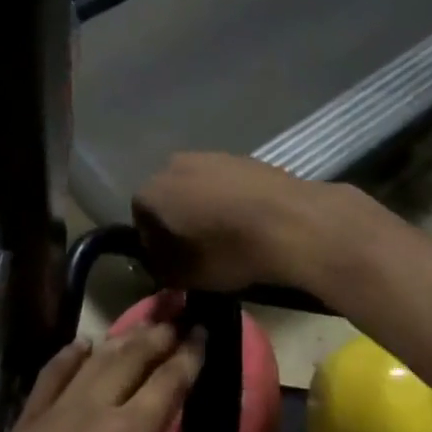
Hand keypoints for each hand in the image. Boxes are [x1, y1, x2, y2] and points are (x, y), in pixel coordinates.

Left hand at [0, 324, 206, 431]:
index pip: (169, 382)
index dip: (190, 355)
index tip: (205, 334)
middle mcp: (95, 410)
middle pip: (132, 357)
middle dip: (158, 336)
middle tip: (177, 323)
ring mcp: (56, 411)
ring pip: (95, 359)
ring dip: (122, 339)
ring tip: (143, 328)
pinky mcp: (27, 420)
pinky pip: (51, 374)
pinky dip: (70, 354)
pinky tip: (85, 343)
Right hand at [133, 152, 339, 290]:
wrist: (291, 222)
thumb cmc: (228, 252)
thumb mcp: (184, 275)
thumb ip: (160, 266)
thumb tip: (159, 258)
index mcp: (151, 192)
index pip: (140, 220)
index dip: (154, 243)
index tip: (173, 262)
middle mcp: (173, 165)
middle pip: (168, 197)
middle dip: (178, 220)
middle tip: (198, 248)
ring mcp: (210, 156)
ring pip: (197, 187)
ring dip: (205, 207)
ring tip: (227, 235)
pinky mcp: (243, 157)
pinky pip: (225, 182)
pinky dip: (230, 199)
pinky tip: (248, 221)